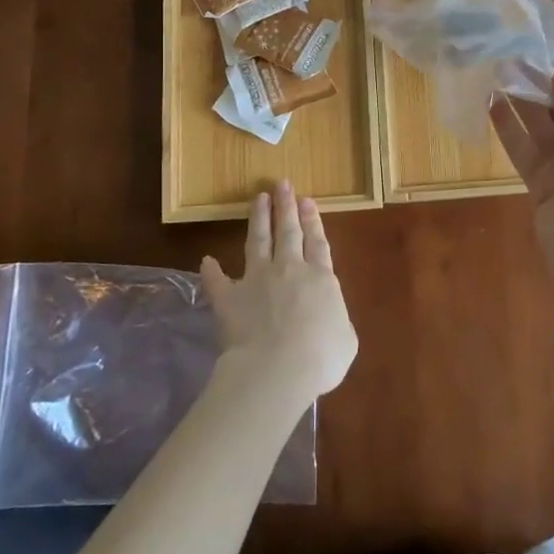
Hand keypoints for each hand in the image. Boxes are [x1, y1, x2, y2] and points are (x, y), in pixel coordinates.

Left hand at [200, 180, 358, 399]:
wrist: (277, 369)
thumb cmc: (321, 357)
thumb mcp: (346, 339)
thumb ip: (337, 320)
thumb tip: (329, 316)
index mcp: (321, 278)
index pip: (317, 242)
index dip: (312, 220)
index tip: (307, 200)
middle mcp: (289, 270)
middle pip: (288, 232)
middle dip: (286, 207)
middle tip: (282, 185)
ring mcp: (257, 281)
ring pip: (258, 242)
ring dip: (259, 219)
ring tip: (258, 198)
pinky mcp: (229, 298)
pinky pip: (218, 281)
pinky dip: (212, 271)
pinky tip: (207, 260)